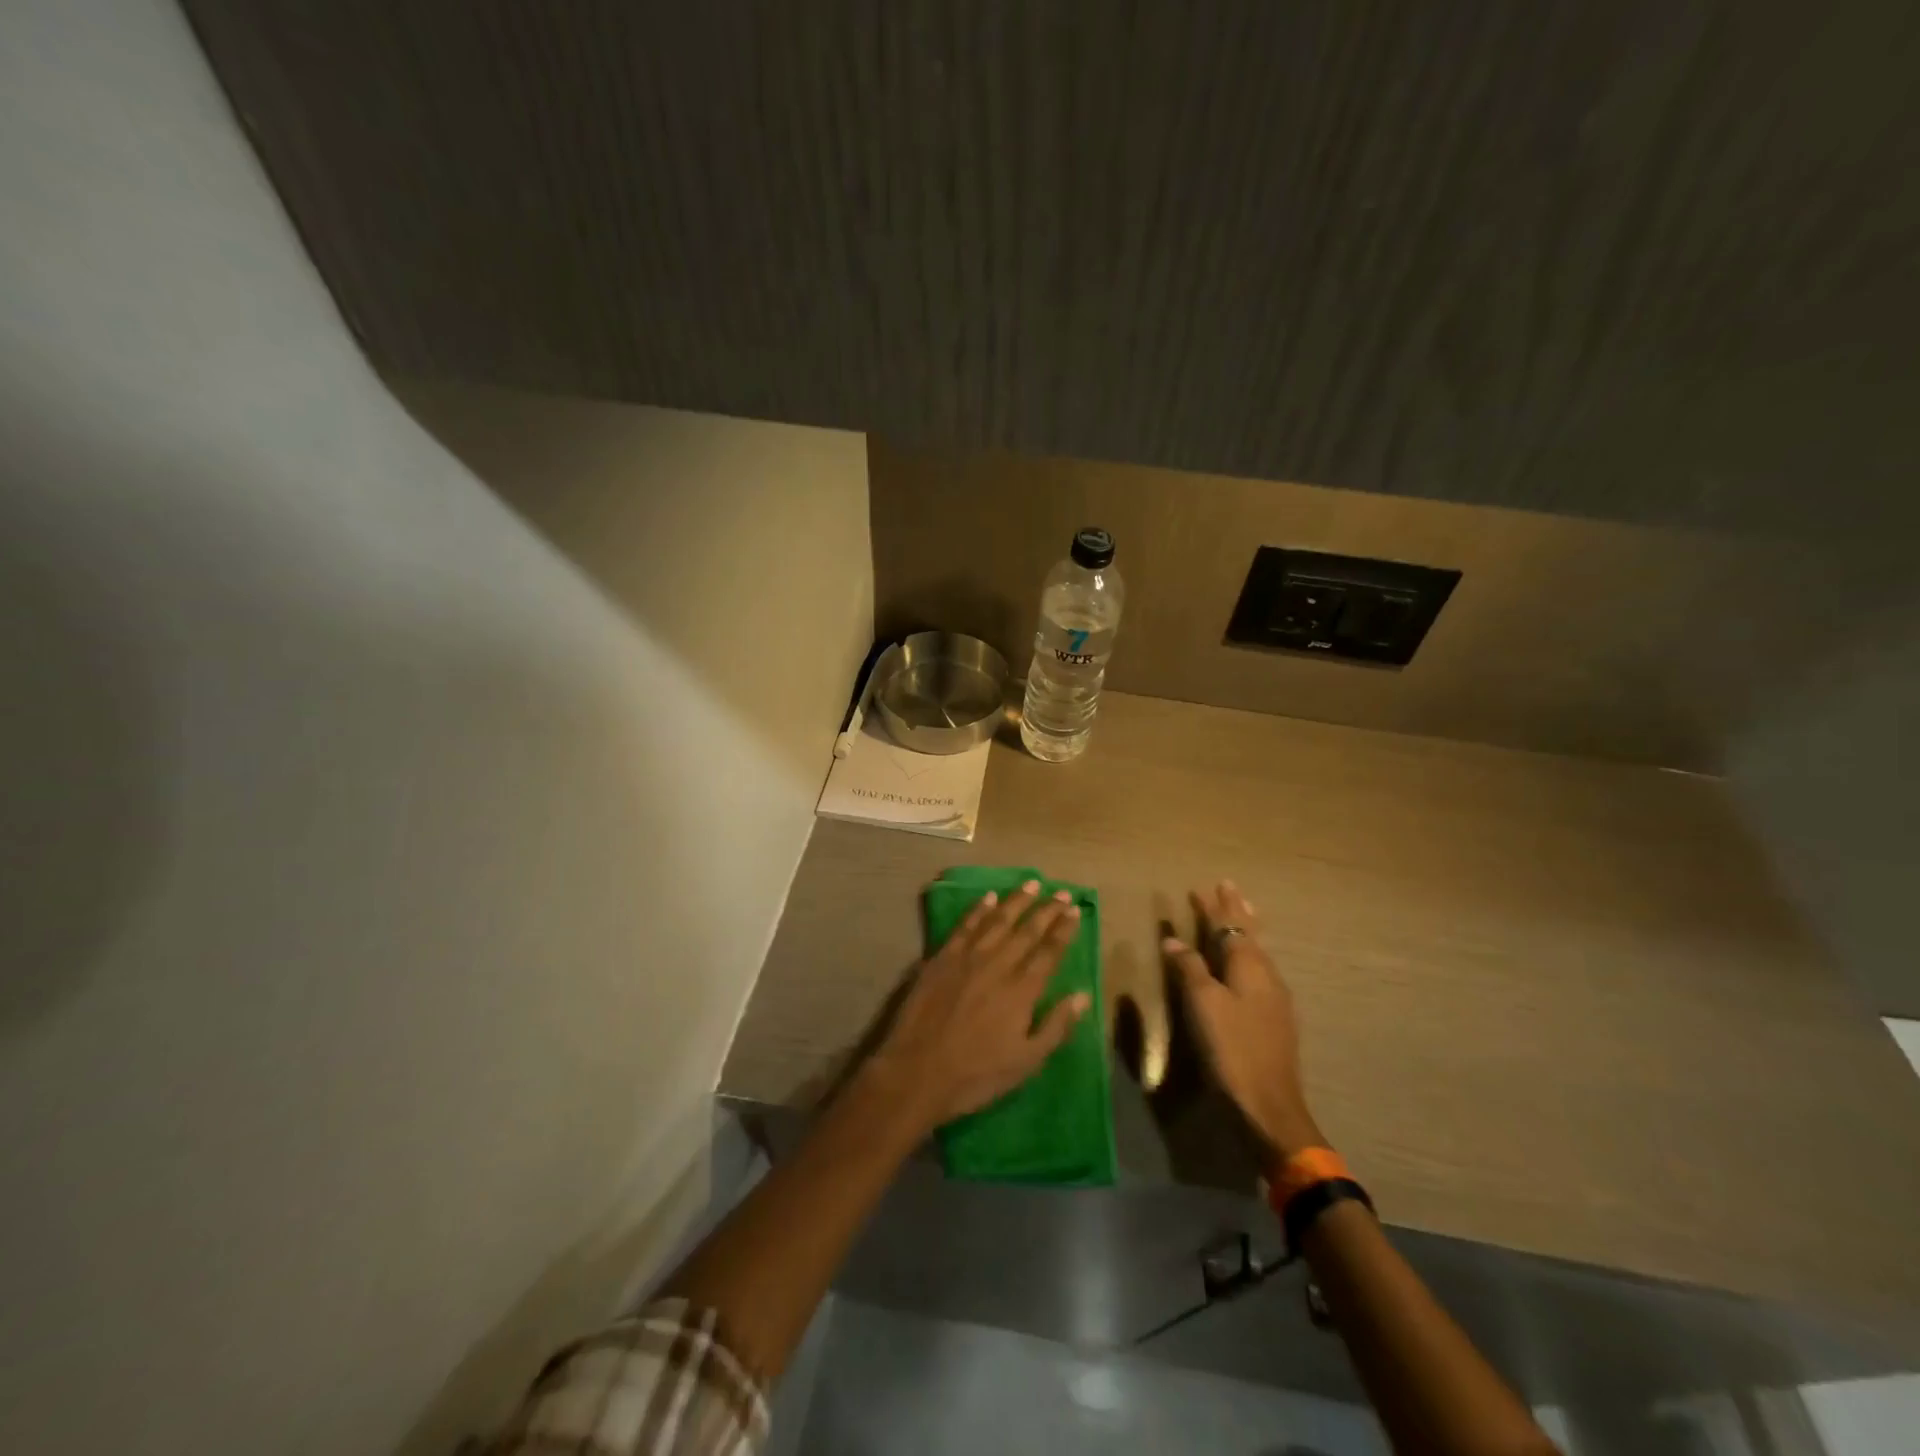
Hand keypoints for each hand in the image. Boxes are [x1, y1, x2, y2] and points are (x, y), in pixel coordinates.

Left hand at [867, 879, 1090, 1132]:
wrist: (917, 1071)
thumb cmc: (976, 1074)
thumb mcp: (1026, 1062)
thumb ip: (1056, 1026)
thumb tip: (1083, 994)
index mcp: (1022, 990)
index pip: (1049, 952)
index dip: (1064, 930)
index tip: (1075, 910)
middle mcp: (998, 965)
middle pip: (1027, 930)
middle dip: (1047, 910)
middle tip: (1062, 892)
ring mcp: (967, 958)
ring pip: (997, 920)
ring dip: (1016, 900)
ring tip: (1032, 884)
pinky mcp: (942, 958)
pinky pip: (964, 925)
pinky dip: (978, 909)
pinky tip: (988, 897)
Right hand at [1163, 880, 1324, 1159]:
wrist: (1269, 1104)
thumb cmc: (1232, 1048)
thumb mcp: (1203, 1004)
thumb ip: (1189, 969)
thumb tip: (1173, 941)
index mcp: (1249, 967)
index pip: (1228, 927)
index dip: (1214, 908)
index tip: (1203, 886)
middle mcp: (1266, 976)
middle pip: (1249, 934)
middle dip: (1236, 911)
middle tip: (1229, 887)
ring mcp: (1274, 998)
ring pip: (1257, 952)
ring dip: (1246, 930)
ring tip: (1242, 913)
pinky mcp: (1275, 1018)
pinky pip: (1260, 970)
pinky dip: (1249, 954)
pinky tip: (1248, 962)